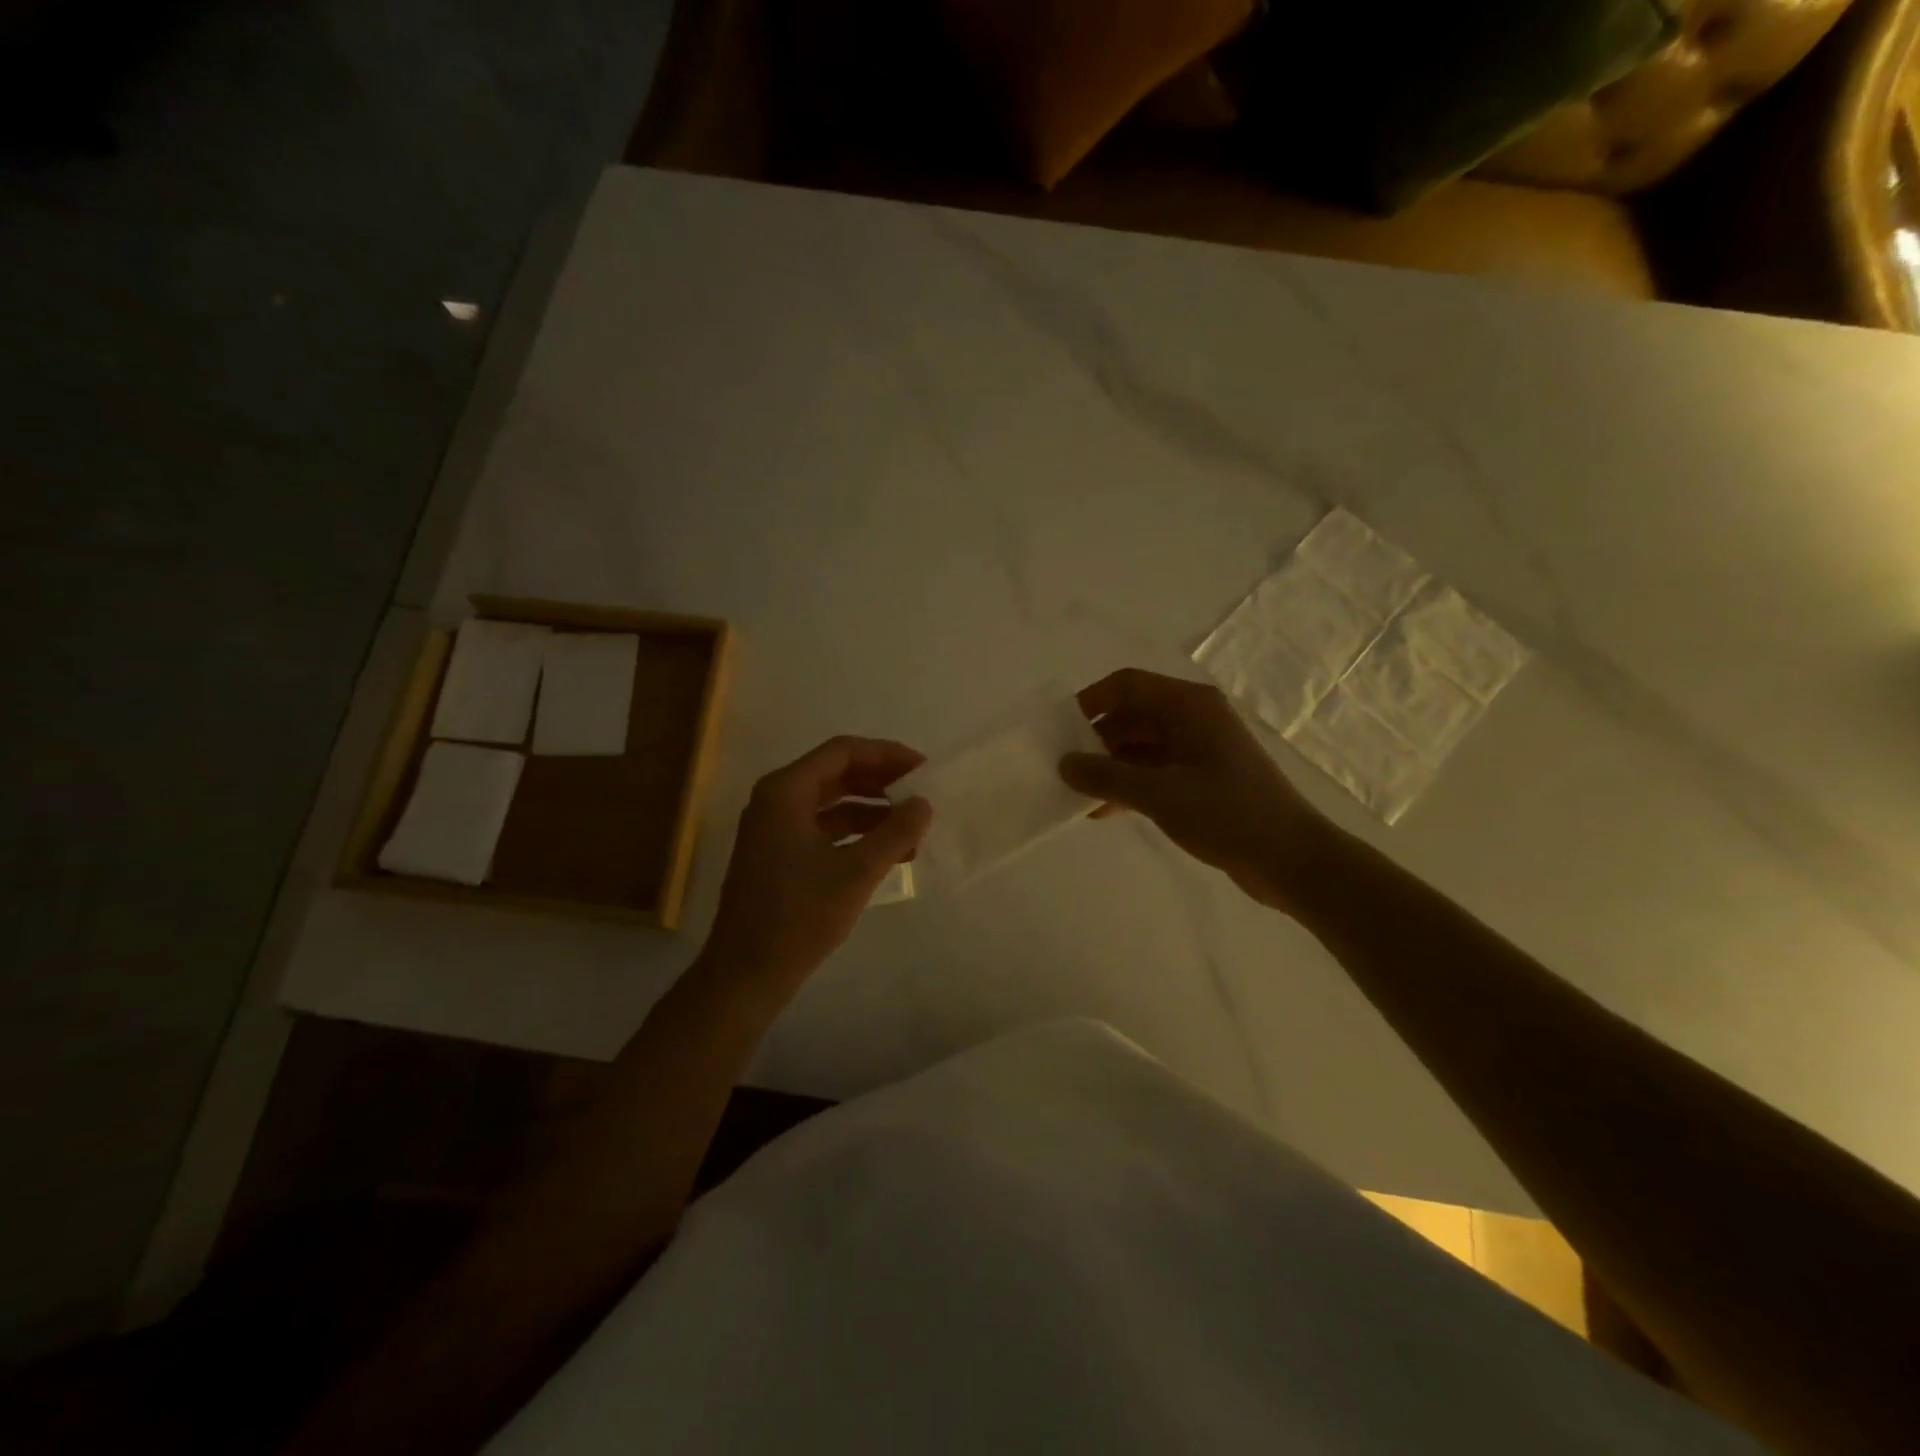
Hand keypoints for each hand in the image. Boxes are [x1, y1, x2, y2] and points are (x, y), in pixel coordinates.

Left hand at [699, 736, 932, 994]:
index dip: (886, 755)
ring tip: (913, 830)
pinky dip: (856, 835)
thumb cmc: (798, 917)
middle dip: (882, 783)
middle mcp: (776, 801)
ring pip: (832, 804)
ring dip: (872, 812)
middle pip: (837, 774)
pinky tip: (888, 853)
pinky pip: (824, 830)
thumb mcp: (856, 872)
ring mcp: (775, 829)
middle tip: (921, 796)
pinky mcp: (779, 856)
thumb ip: (895, 833)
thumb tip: (924, 804)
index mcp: (785, 792)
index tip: (923, 770)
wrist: (746, 974)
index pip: (842, 752)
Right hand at [1060, 669, 1336, 913]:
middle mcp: (1194, 719)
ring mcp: (1200, 751)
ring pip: (1140, 747)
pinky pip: (1154, 772)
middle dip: (1095, 740)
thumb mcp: (1160, 794)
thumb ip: (1106, 776)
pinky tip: (1103, 811)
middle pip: (1131, 716)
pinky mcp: (1202, 781)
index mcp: (1189, 706)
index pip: (1127, 685)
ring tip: (1075, 793)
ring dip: (1109, 767)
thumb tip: (1063, 763)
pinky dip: (1129, 786)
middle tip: (1061, 768)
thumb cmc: (1228, 814)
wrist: (1292, 860)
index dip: (1090, 702)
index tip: (1059, 731)